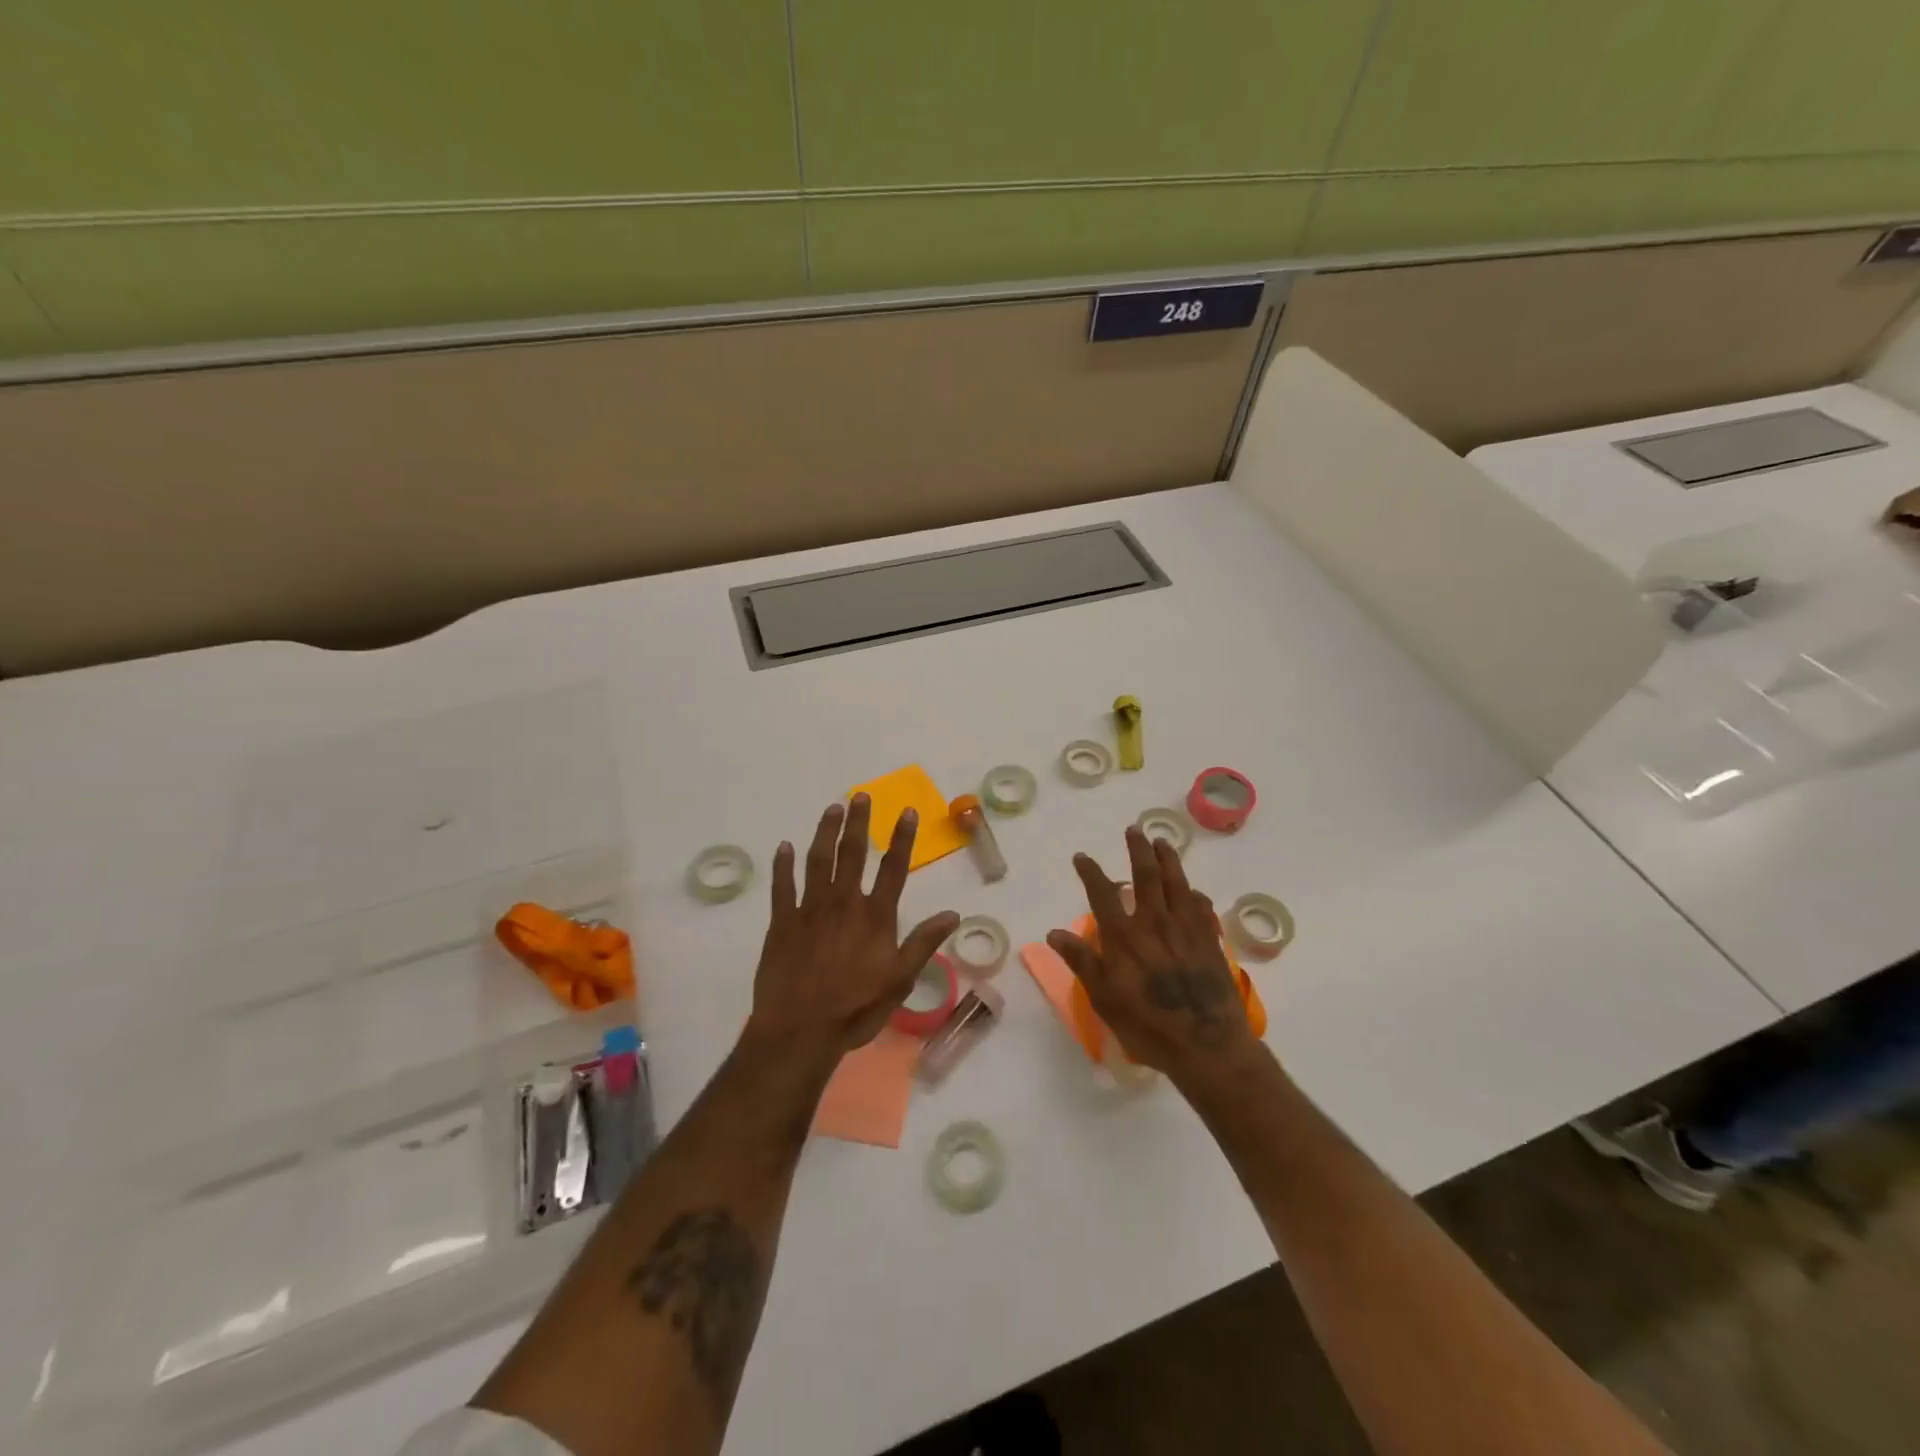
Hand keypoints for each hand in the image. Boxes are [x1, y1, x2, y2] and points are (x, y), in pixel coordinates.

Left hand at [745, 794, 959, 1069]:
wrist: (800, 1031)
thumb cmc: (855, 1008)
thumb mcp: (900, 980)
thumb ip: (924, 943)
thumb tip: (953, 914)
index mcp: (874, 916)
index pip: (893, 868)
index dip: (901, 838)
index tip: (906, 811)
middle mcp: (843, 903)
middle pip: (852, 854)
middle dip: (859, 823)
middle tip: (861, 795)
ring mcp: (809, 910)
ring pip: (818, 861)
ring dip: (825, 832)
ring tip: (832, 809)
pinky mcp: (781, 922)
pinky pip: (781, 886)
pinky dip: (783, 865)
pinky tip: (784, 847)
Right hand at [1048, 827, 1258, 1082]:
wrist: (1207, 1044)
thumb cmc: (1148, 1025)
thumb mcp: (1104, 998)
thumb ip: (1082, 960)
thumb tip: (1054, 932)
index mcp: (1124, 935)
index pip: (1102, 893)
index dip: (1091, 872)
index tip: (1082, 857)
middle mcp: (1154, 922)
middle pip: (1146, 875)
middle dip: (1138, 849)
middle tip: (1134, 829)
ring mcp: (1186, 928)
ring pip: (1177, 882)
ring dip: (1168, 859)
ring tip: (1162, 842)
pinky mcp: (1210, 940)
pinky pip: (1202, 907)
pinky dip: (1194, 894)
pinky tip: (1193, 892)